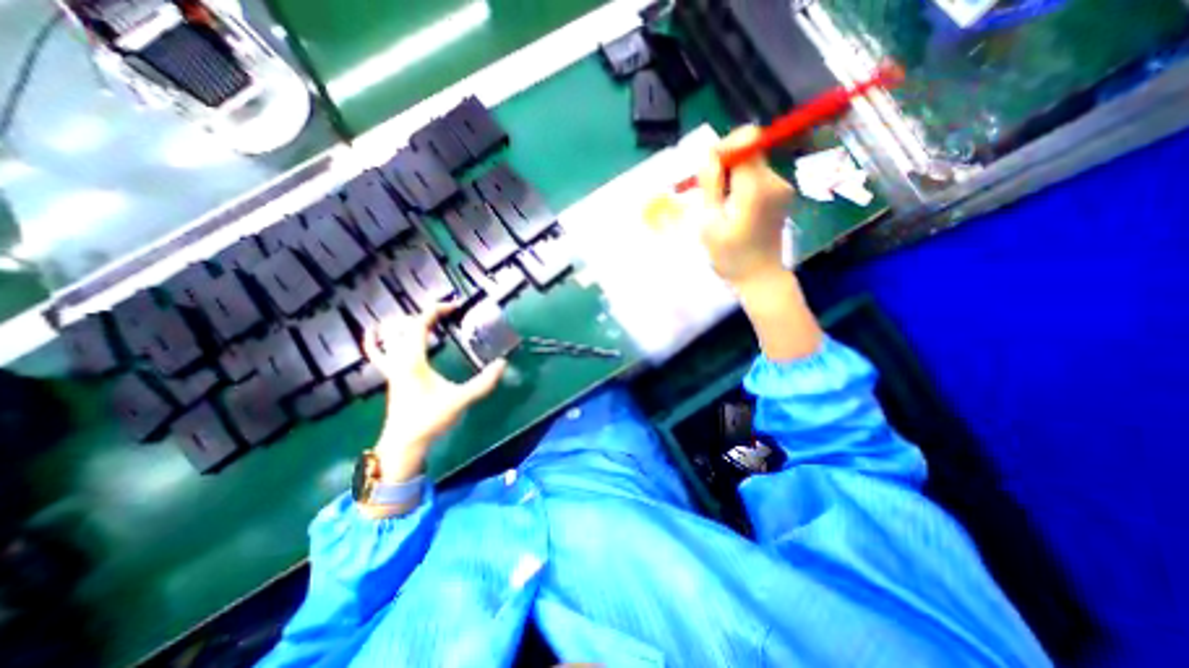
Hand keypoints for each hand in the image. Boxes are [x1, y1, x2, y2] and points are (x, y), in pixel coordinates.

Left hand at [365, 302, 509, 483]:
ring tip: (423, 319)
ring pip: (389, 336)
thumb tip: (503, 364)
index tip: (455, 307)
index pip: (420, 325)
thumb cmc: (430, 420)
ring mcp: (391, 368)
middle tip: (448, 315)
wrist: (404, 444)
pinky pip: (375, 353)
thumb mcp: (461, 400)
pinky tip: (377, 332)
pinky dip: (374, 340)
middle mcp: (399, 359)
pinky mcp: (391, 377)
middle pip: (405, 326)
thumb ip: (483, 383)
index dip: (436, 310)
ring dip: (405, 324)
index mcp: (413, 360)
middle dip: (427, 315)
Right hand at [699, 125, 798, 286]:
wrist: (760, 277)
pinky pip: (758, 177)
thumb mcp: (710, 223)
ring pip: (752, 164)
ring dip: (732, 176)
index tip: (708, 168)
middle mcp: (775, 181)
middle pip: (749, 150)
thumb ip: (710, 186)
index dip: (725, 147)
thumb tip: (710, 154)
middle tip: (709, 191)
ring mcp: (782, 187)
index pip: (747, 140)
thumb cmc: (730, 257)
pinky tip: (733, 209)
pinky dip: (742, 185)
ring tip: (719, 205)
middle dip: (725, 164)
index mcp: (756, 188)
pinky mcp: (782, 194)